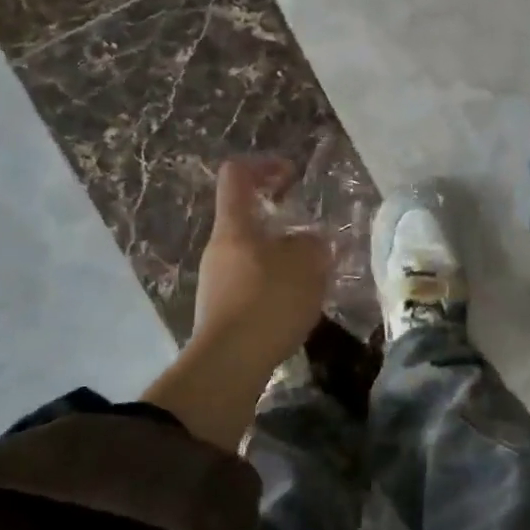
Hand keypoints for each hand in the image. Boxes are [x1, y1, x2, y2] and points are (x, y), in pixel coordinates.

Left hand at [190, 156, 330, 379]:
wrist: (230, 364)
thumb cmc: (268, 301)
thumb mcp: (307, 264)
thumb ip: (313, 244)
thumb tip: (310, 242)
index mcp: (235, 226)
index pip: (237, 175)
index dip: (264, 166)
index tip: (292, 175)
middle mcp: (219, 248)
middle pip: (245, 217)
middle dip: (281, 220)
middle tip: (312, 235)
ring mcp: (216, 281)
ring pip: (252, 253)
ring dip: (281, 256)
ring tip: (312, 275)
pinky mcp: (221, 310)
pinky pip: (251, 283)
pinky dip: (275, 284)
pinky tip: (296, 304)